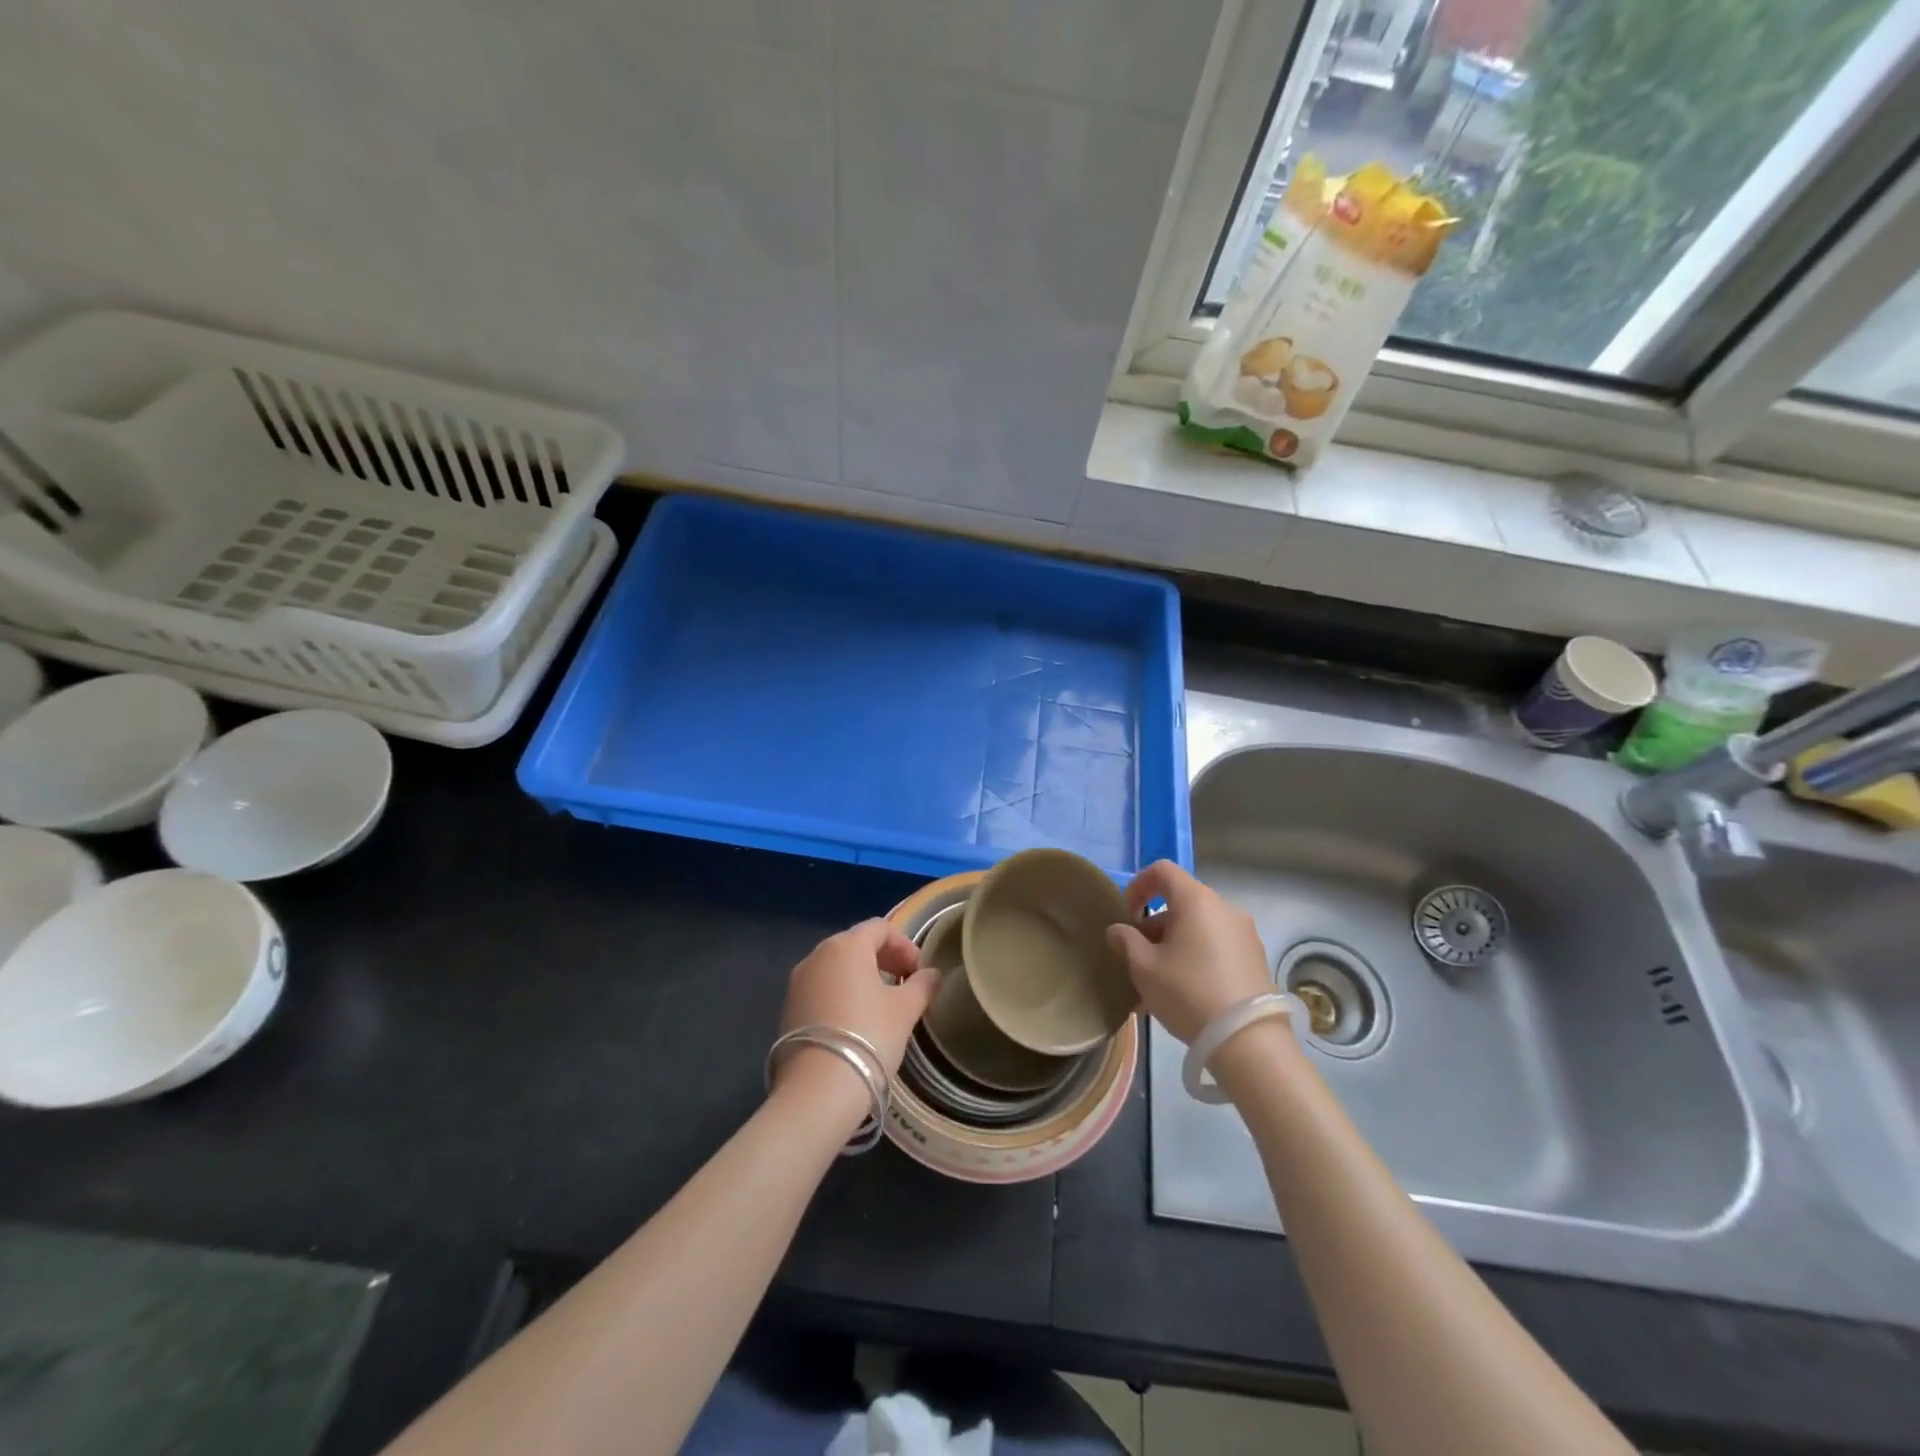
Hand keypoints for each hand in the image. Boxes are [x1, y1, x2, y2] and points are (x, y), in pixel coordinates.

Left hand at [776, 919, 941, 1090]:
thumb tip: (933, 974)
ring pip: (836, 966)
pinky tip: (855, 1020)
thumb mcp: (905, 1010)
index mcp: (846, 945)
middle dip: (883, 958)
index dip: (904, 944)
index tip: (918, 970)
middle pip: (856, 943)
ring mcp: (798, 981)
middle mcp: (817, 955)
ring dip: (861, 976)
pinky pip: (821, 988)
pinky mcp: (788, 1008)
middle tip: (904, 983)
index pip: (880, 928)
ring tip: (881, 1003)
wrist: (818, 1089)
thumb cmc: (869, 1036)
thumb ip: (922, 985)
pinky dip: (841, 993)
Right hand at [1106, 861, 1270, 1044]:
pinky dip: (1197, 954)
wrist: (1247, 1040)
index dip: (1138, 886)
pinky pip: (1217, 944)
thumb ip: (1126, 941)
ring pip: (1199, 925)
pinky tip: (1186, 989)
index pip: (1162, 870)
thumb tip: (1118, 930)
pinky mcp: (1256, 957)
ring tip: (1160, 979)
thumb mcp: (1144, 967)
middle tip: (1138, 954)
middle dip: (1155, 922)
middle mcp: (1224, 907)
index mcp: (1196, 900)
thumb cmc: (1187, 992)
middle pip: (1181, 901)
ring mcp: (1244, 932)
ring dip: (1175, 941)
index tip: (1126, 914)